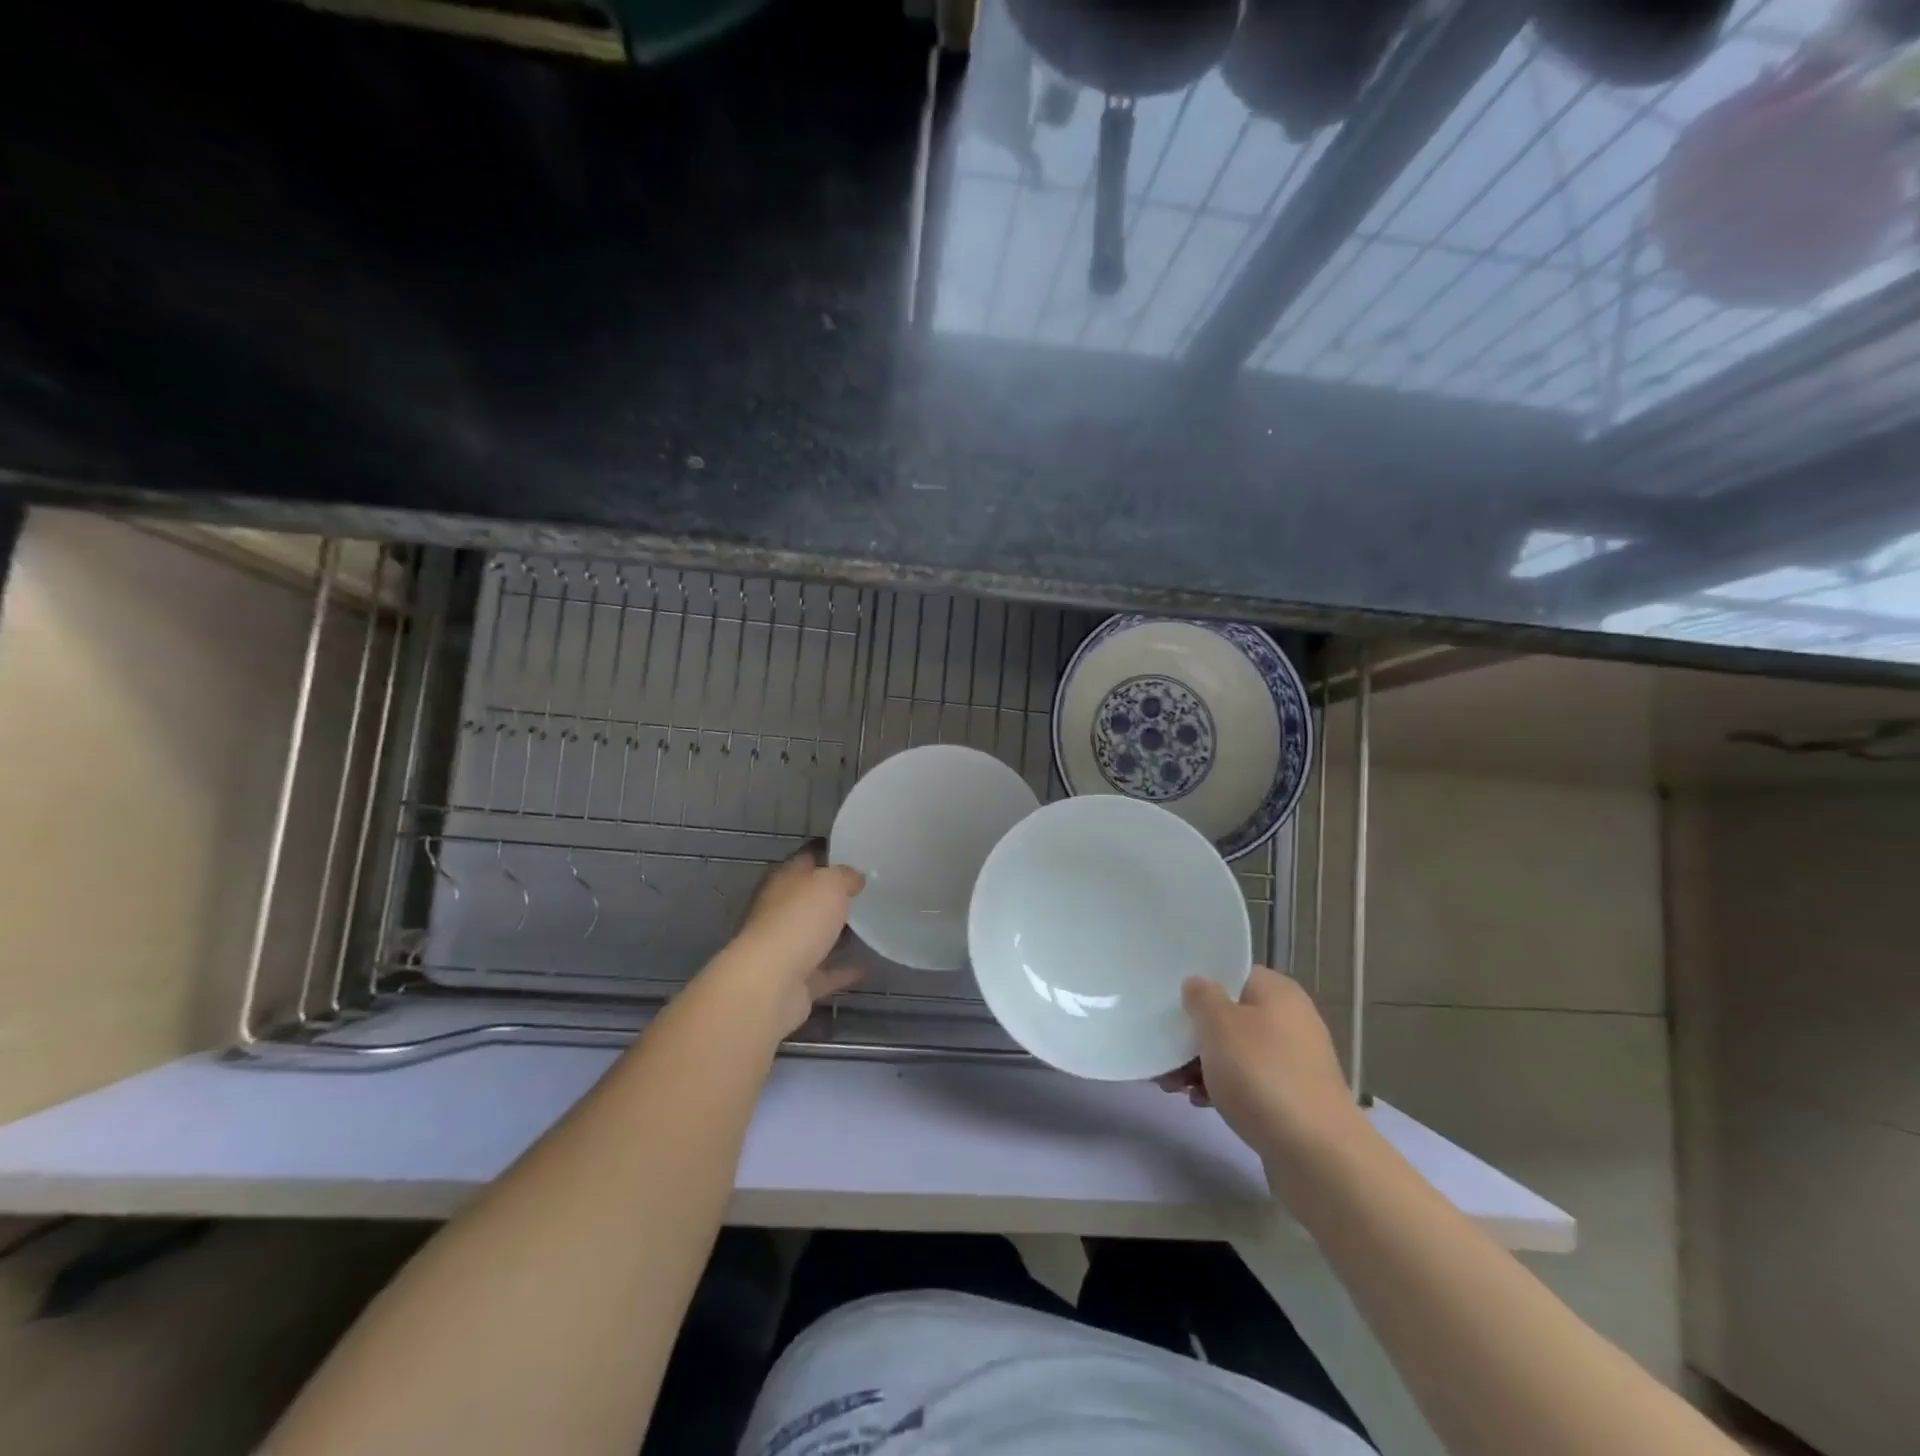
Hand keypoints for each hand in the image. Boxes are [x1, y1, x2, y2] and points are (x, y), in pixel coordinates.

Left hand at [713, 842, 864, 1037]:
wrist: (771, 984)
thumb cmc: (799, 920)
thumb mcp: (830, 884)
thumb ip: (845, 876)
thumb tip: (855, 878)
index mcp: (783, 880)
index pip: (807, 858)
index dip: (830, 853)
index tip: (857, 852)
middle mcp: (779, 911)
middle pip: (810, 898)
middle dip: (835, 895)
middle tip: (869, 891)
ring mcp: (785, 947)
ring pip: (815, 935)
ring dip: (837, 933)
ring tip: (870, 926)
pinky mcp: (794, 981)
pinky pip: (823, 971)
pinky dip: (841, 970)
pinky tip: (866, 966)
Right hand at [1157, 967, 1363, 1167]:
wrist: (1316, 1155)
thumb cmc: (1262, 1075)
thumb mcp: (1219, 1025)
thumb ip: (1201, 996)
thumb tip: (1198, 985)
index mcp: (1278, 992)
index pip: (1232, 974)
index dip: (1200, 985)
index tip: (1170, 1003)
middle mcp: (1291, 1020)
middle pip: (1230, 1016)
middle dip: (1194, 1035)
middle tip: (1163, 1052)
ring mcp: (1294, 1062)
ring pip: (1235, 1052)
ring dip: (1201, 1064)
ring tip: (1171, 1084)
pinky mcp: (1292, 1099)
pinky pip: (1248, 1082)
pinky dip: (1223, 1088)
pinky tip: (1200, 1102)